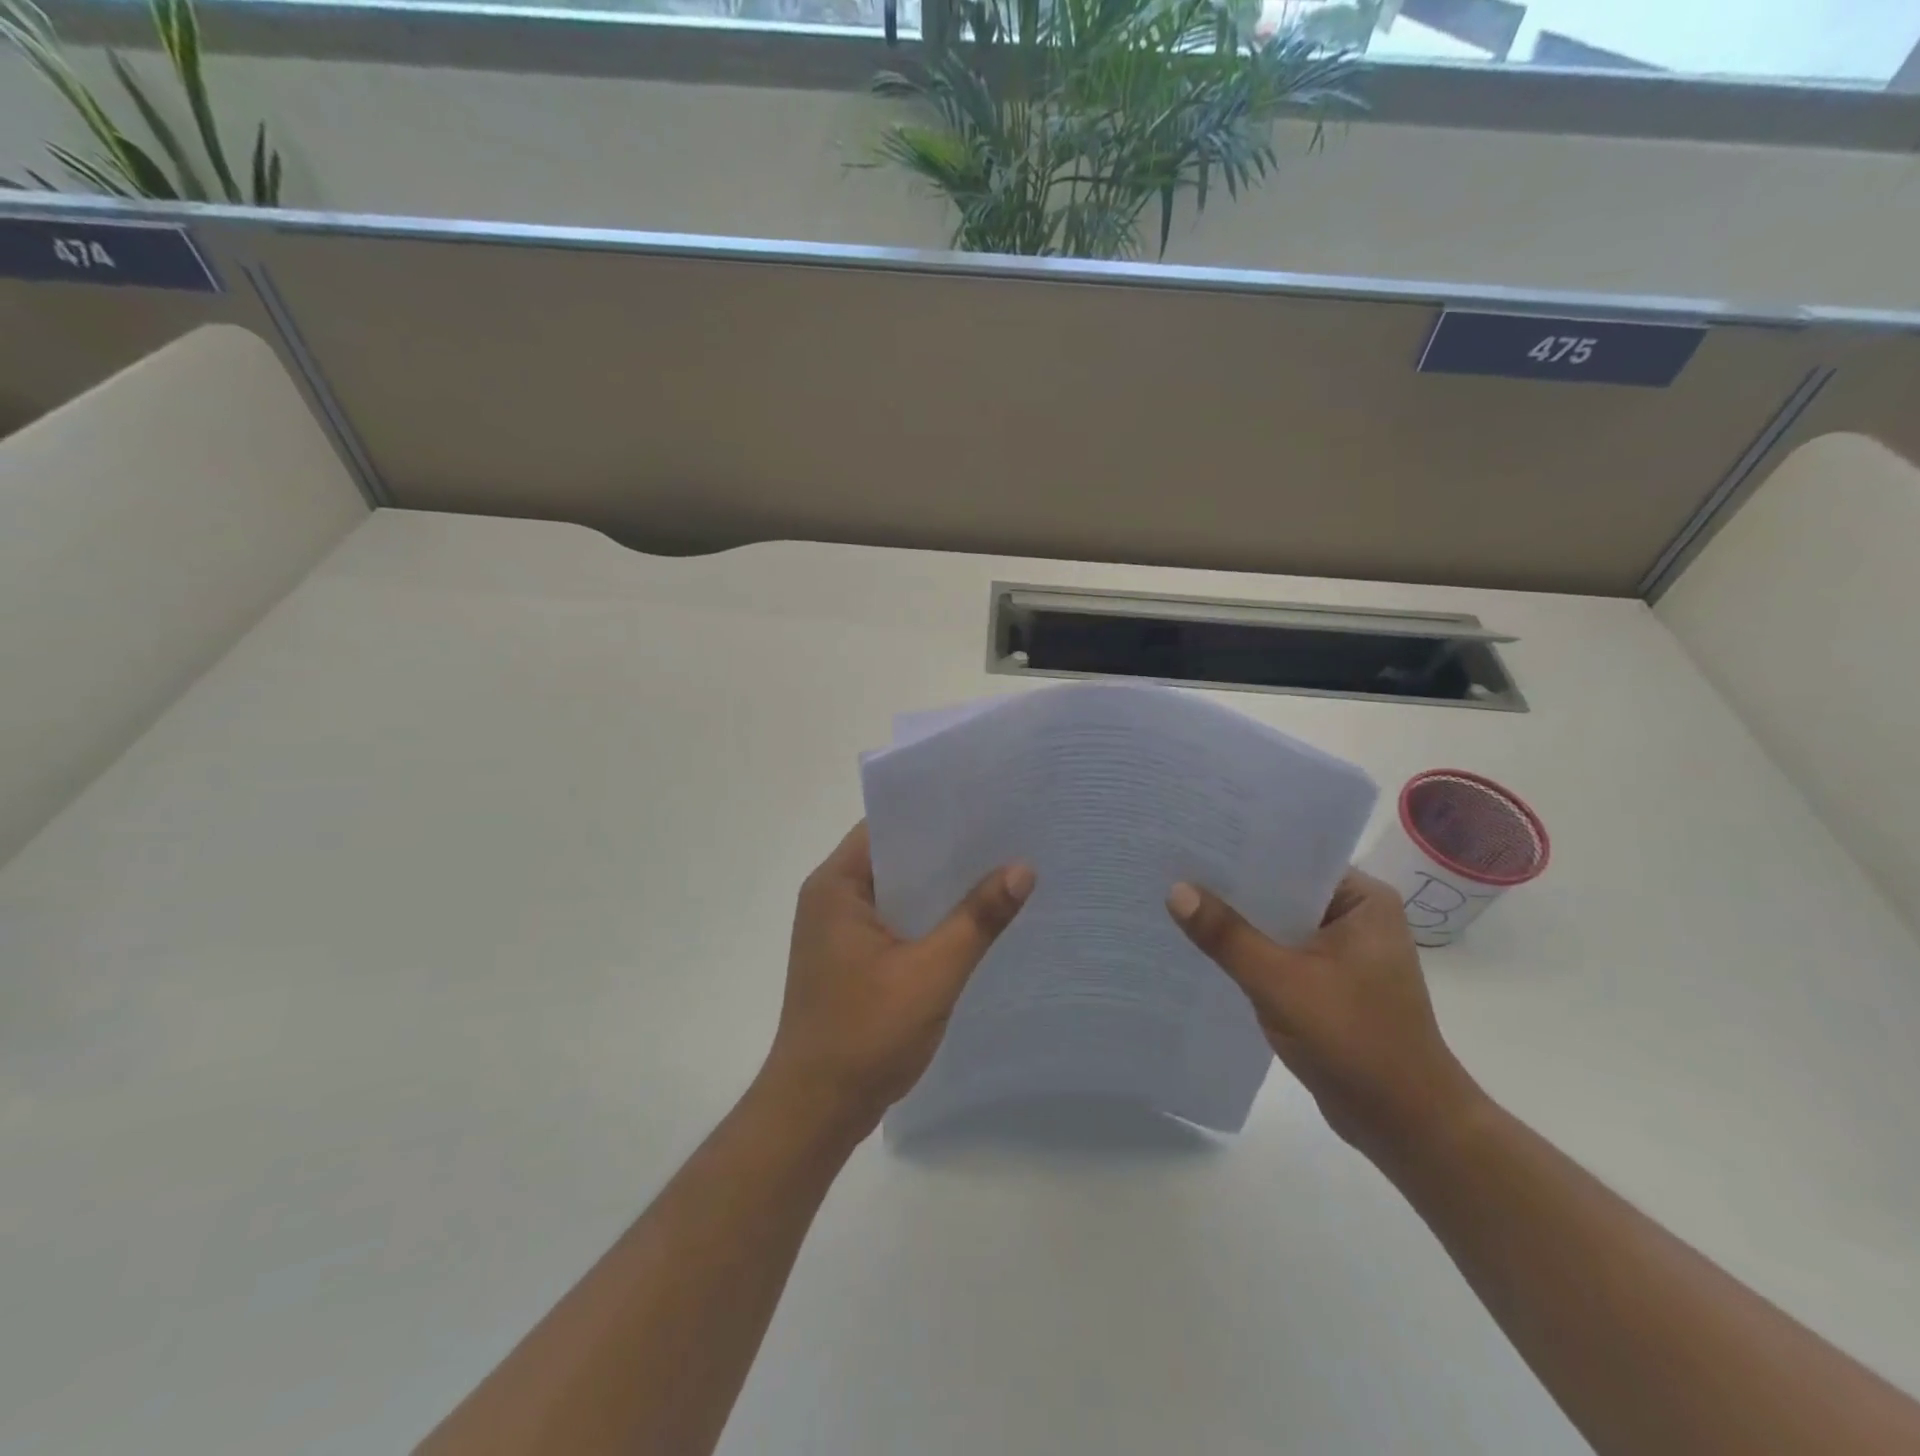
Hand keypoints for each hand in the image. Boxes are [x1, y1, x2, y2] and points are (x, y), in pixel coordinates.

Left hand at [760, 822, 1033, 1139]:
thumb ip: (977, 919)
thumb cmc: (864, 1035)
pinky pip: (896, 922)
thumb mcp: (930, 973)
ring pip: (898, 891)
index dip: (934, 812)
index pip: (887, 826)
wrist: (815, 1111)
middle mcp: (832, 898)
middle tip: (1006, 834)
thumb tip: (1023, 867)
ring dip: (939, 886)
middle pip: (895, 856)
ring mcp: (840, 931)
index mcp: (836, 885)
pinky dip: (929, 917)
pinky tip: (972, 920)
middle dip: (946, 849)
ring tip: (999, 868)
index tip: (985, 803)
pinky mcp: (851, 959)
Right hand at [1167, 870, 1486, 1164]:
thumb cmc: (1355, 1042)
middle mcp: (1356, 917)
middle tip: (1172, 865)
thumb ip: (1227, 935)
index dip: (1241, 849)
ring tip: (1178, 899)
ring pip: (1277, 923)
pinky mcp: (1329, 983)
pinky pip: (1280, 952)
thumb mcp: (1281, 982)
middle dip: (1232, 886)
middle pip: (1282, 889)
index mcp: (1363, 900)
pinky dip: (1249, 951)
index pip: (1293, 857)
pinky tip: (1204, 946)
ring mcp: (1343, 952)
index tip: (1191, 839)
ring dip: (1238, 921)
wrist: (1406, 1126)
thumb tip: (1175, 890)